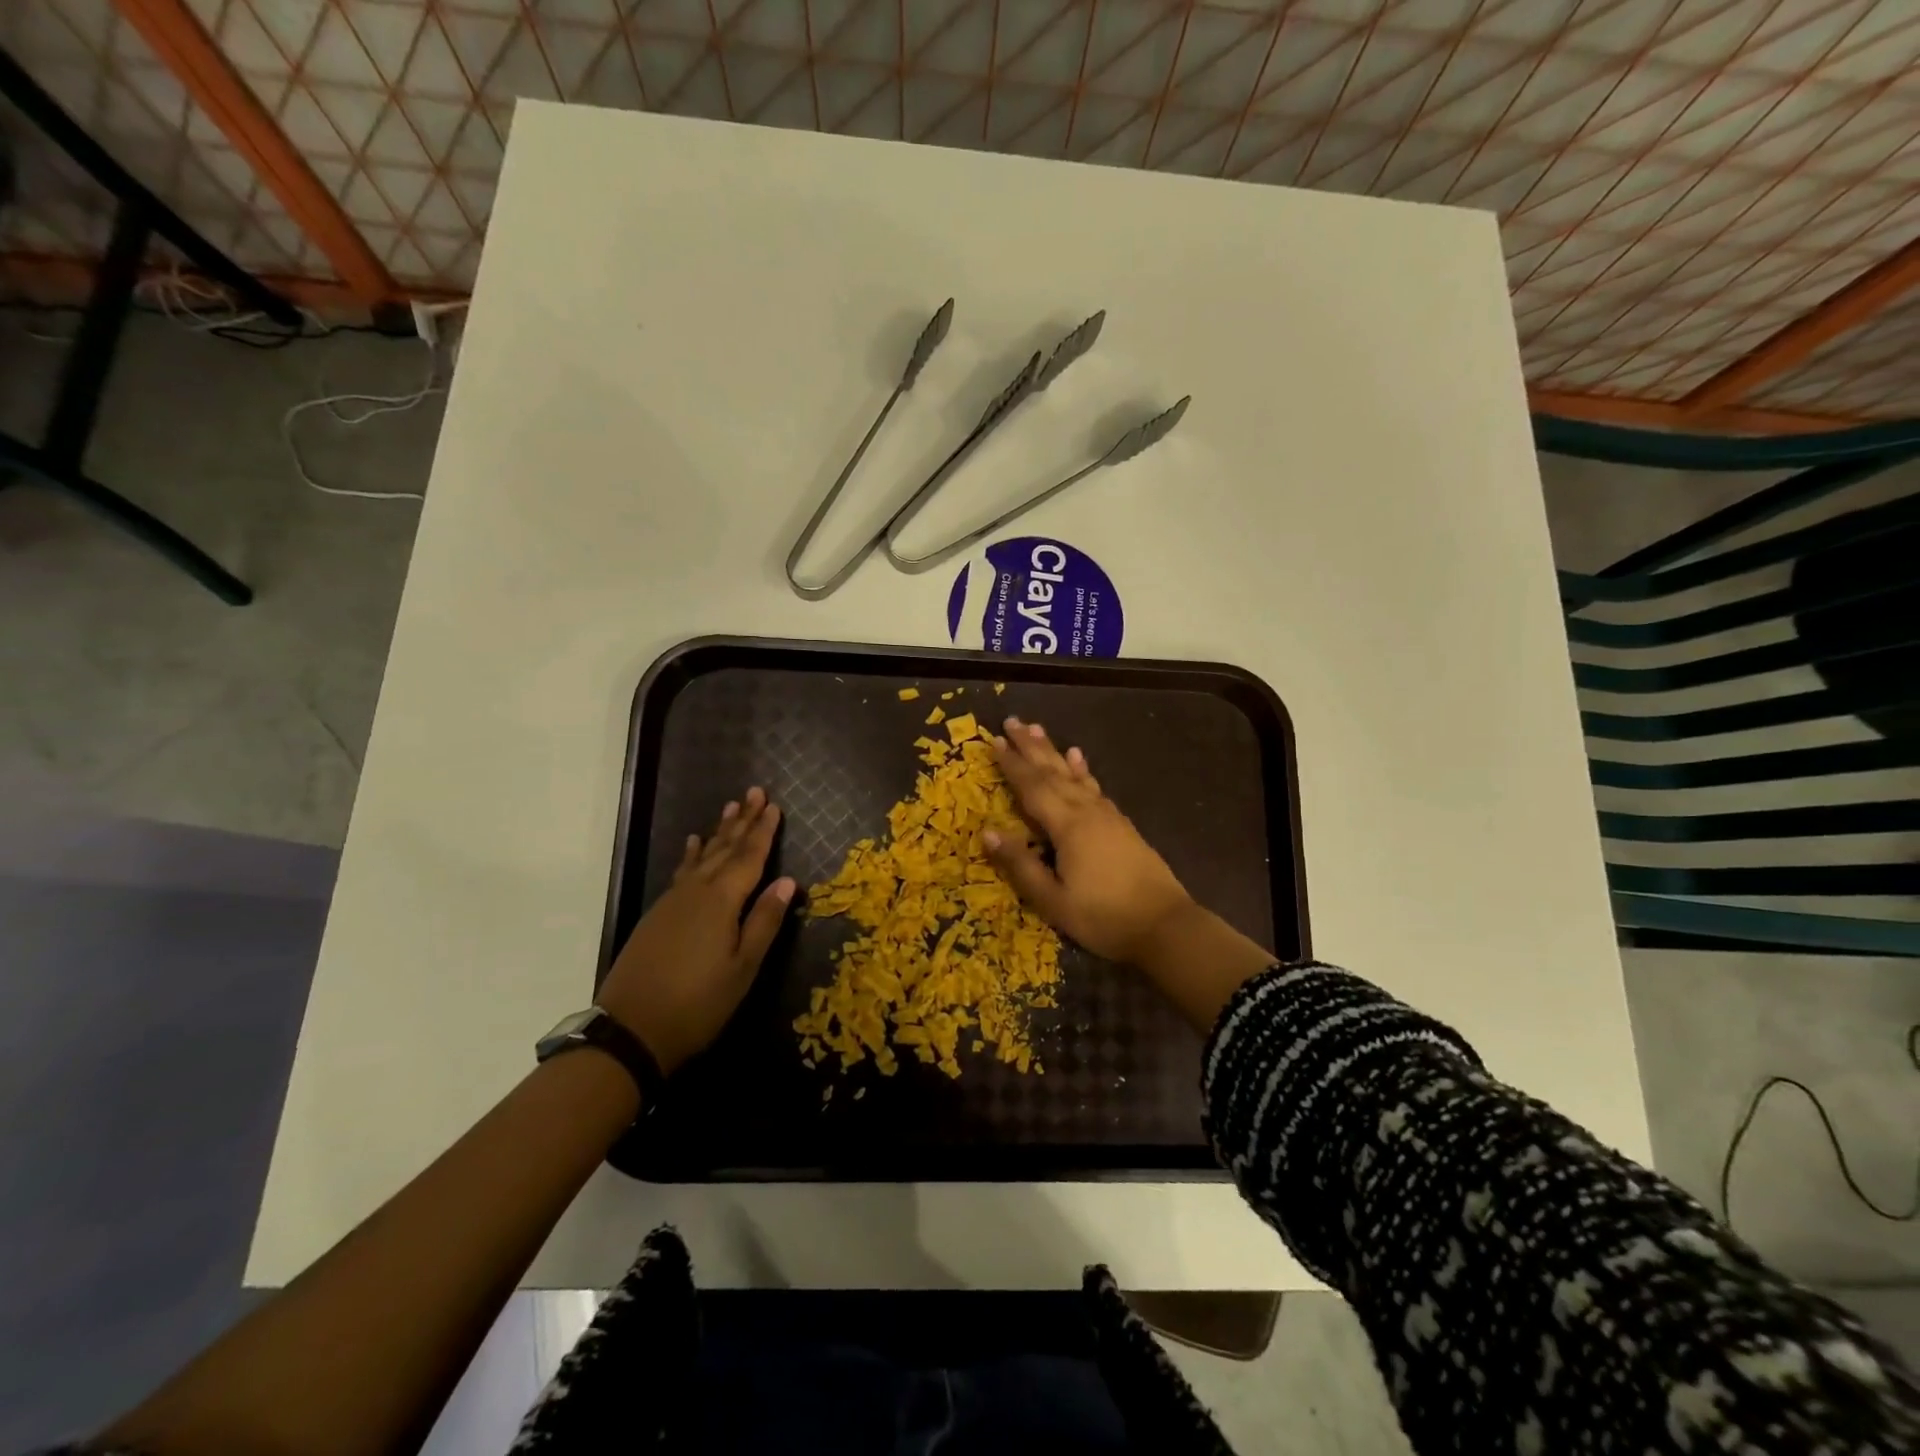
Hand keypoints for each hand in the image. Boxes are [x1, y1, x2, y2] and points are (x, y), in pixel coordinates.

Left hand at [598, 787, 794, 1074]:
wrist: (630, 1030)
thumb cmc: (698, 1003)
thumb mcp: (743, 967)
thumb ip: (764, 921)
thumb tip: (787, 881)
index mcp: (721, 901)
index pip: (749, 857)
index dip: (763, 832)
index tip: (774, 806)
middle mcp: (696, 891)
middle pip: (725, 849)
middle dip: (743, 821)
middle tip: (755, 792)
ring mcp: (673, 901)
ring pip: (702, 856)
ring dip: (719, 832)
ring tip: (731, 808)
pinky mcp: (658, 914)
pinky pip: (683, 871)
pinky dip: (693, 854)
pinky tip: (694, 844)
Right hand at [983, 717, 1193, 964]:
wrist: (1165, 925)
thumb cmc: (1103, 917)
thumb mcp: (1053, 900)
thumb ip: (1021, 865)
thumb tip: (988, 833)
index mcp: (1067, 826)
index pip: (1032, 788)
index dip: (1012, 764)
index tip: (993, 740)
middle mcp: (1087, 811)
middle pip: (1053, 772)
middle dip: (1030, 746)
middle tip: (1012, 721)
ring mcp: (1107, 815)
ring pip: (1074, 774)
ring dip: (1053, 751)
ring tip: (1038, 729)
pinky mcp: (1121, 824)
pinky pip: (1094, 786)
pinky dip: (1082, 770)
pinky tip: (1078, 759)